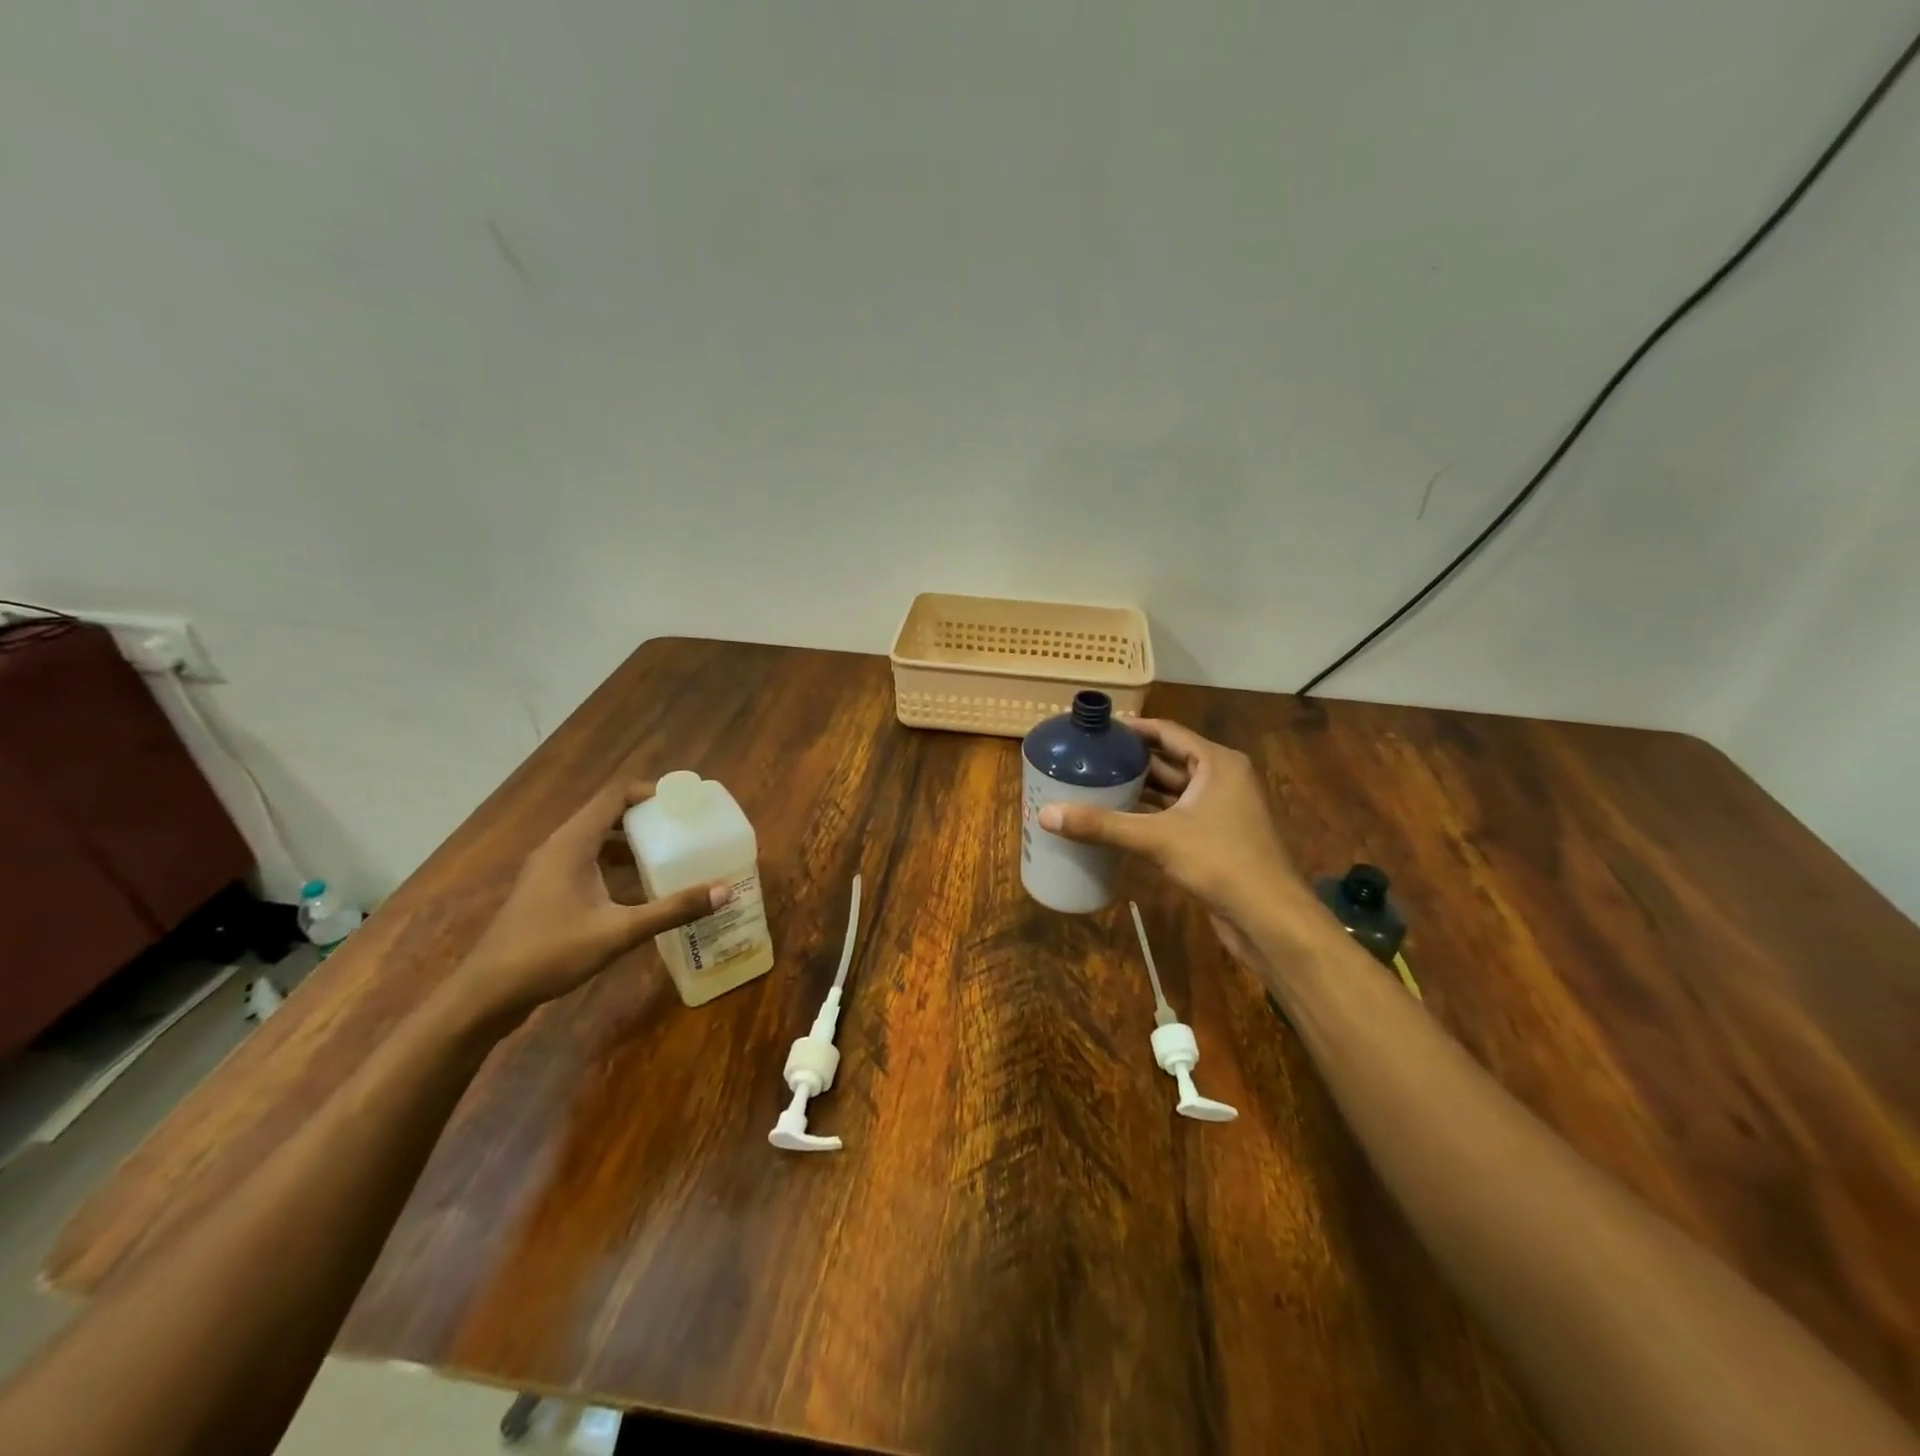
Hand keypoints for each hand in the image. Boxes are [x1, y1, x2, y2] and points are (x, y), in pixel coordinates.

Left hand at [446, 780, 728, 1028]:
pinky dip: (619, 865)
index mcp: (573, 844)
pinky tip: (644, 887)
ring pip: (600, 840)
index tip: (686, 802)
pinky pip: (591, 861)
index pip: (615, 795)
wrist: (487, 994)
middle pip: (610, 814)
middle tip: (688, 827)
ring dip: (635, 842)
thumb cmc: (550, 953)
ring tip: (674, 852)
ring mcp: (551, 870)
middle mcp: (561, 847)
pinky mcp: (550, 890)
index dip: (652, 792)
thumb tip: (724, 891)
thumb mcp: (618, 932)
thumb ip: (672, 909)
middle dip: (650, 817)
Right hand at [1038, 719, 1302, 939]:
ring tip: (1096, 784)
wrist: (1269, 918)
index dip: (1132, 729)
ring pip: (1173, 790)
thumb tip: (1046, 814)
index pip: (1167, 732)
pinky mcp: (1216, 837)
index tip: (1097, 730)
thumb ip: (1103, 825)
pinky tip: (1119, 819)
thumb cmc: (1220, 862)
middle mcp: (1222, 779)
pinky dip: (1150, 814)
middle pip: (1169, 759)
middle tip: (1088, 758)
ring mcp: (1221, 810)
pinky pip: (1176, 815)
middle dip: (1131, 760)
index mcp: (1217, 763)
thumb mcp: (1157, 839)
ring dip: (1140, 788)